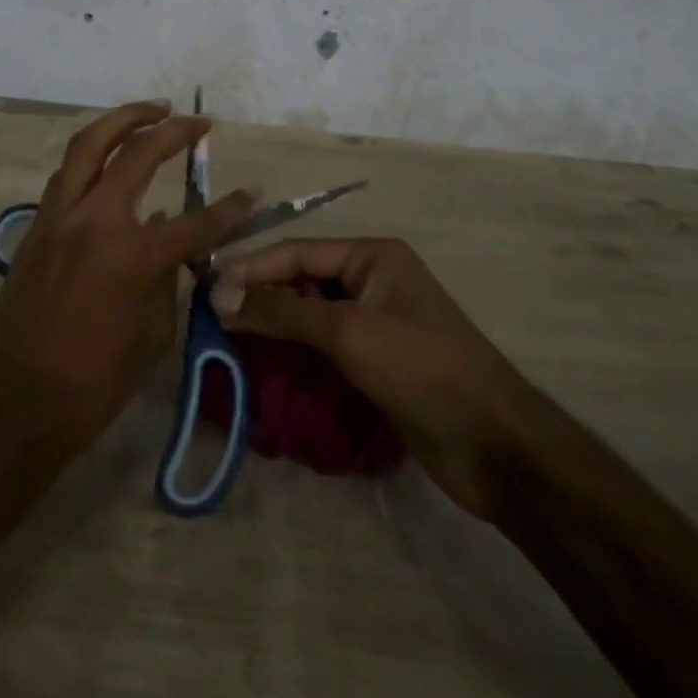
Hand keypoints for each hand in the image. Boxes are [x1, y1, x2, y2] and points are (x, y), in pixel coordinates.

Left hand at [0, 102, 255, 465]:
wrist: (12, 407)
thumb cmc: (92, 385)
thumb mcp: (152, 337)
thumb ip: (166, 280)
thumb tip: (168, 243)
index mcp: (132, 256)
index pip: (196, 222)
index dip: (231, 210)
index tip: (254, 194)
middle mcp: (94, 222)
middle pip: (137, 154)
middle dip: (173, 130)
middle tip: (198, 121)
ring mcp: (58, 219)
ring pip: (88, 146)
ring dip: (122, 121)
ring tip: (151, 112)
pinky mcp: (36, 229)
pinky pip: (67, 176)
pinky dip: (92, 156)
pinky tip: (109, 161)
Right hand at [213, 238, 530, 518]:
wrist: (492, 444)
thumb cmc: (421, 368)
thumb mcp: (348, 333)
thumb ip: (282, 311)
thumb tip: (219, 294)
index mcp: (372, 256)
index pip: (297, 253)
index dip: (251, 269)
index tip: (205, 290)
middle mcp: (372, 280)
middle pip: (302, 282)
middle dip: (260, 299)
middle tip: (210, 321)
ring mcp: (375, 323)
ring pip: (310, 317)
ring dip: (273, 329)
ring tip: (226, 345)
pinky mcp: (376, 362)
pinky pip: (324, 349)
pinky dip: (294, 356)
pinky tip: (263, 370)